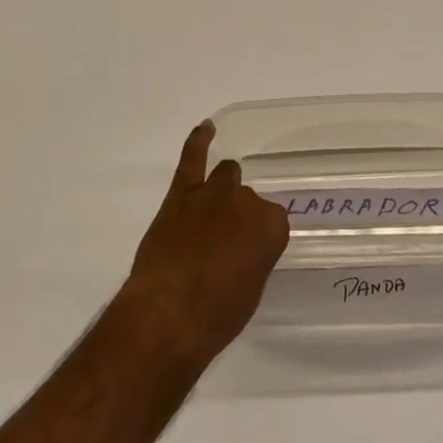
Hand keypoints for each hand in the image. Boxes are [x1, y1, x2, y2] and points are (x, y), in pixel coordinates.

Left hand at [119, 121, 289, 366]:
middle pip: (248, 200)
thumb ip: (253, 258)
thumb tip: (239, 252)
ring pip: (226, 177)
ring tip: (214, 211)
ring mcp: (213, 193)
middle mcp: (248, 202)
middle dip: (239, 218)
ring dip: (222, 191)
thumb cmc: (218, 314)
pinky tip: (206, 128)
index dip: (258, 239)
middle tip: (226, 245)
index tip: (249, 255)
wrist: (170, 313)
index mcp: (273, 226)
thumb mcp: (251, 289)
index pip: (273, 222)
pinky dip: (199, 141)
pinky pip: (192, 158)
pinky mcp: (181, 194)